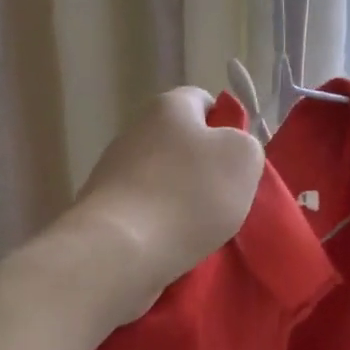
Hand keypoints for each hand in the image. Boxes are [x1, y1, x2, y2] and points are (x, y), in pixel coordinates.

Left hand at [66, 87, 264, 319]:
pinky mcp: (103, 208)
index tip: (240, 159)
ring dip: (182, 199)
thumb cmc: (188, 194)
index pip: (203, 100)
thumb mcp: (243, 159)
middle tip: (228, 197)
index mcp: (168, 106)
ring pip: (163, 178)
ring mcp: (113, 169)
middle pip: (181, 142)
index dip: (226, 125)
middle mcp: (135, 130)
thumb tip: (229, 150)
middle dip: (204, 167)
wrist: (122, 248)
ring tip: (203, 228)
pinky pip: (144, 209)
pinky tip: (174, 244)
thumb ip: (246, 144)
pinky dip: (160, 223)